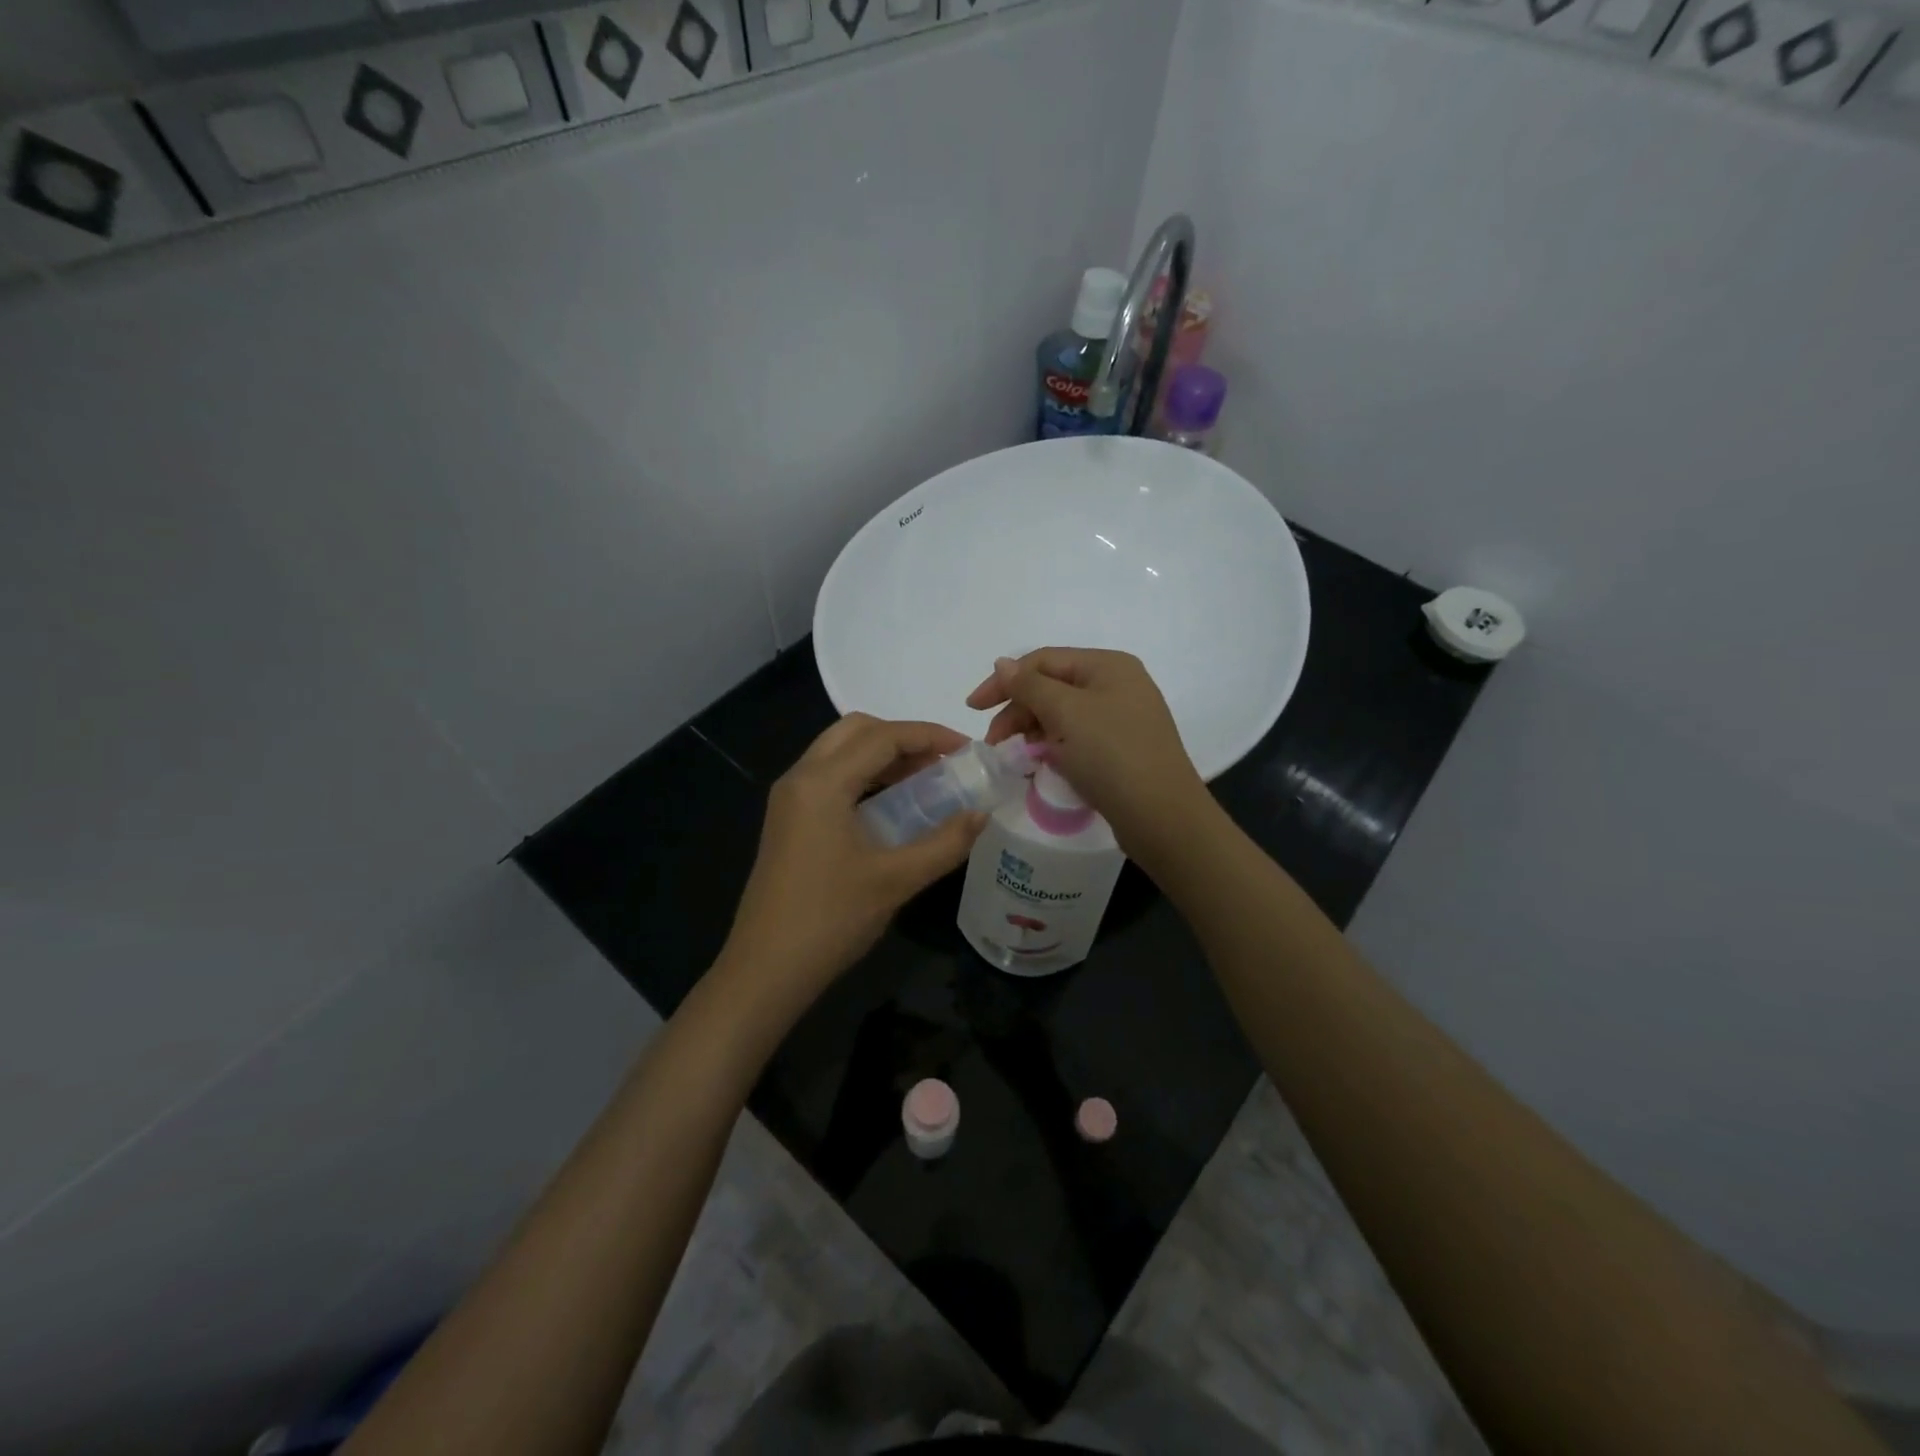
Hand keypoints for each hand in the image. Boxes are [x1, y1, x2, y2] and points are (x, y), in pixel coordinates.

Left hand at [719, 714, 988, 1005]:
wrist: (766, 969)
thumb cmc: (831, 920)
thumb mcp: (896, 880)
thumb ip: (945, 843)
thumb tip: (982, 815)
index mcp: (822, 782)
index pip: (882, 737)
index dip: (929, 735)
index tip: (968, 749)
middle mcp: (800, 778)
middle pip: (856, 731)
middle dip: (902, 737)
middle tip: (942, 762)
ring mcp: (789, 799)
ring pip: (839, 751)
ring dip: (882, 755)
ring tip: (925, 781)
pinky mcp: (787, 819)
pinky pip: (829, 777)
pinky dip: (864, 776)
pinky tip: (891, 806)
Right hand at [965, 647, 1211, 857]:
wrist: (1162, 817)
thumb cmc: (1112, 755)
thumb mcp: (1066, 713)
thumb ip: (1029, 685)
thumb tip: (1003, 663)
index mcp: (1108, 666)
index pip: (1043, 660)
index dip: (1004, 680)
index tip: (973, 709)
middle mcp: (1117, 685)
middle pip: (1052, 686)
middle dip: (1018, 710)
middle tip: (994, 743)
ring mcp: (1121, 718)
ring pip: (1062, 714)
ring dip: (1033, 730)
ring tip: (1015, 756)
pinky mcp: (1121, 749)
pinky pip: (1076, 738)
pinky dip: (1053, 746)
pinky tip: (1040, 764)